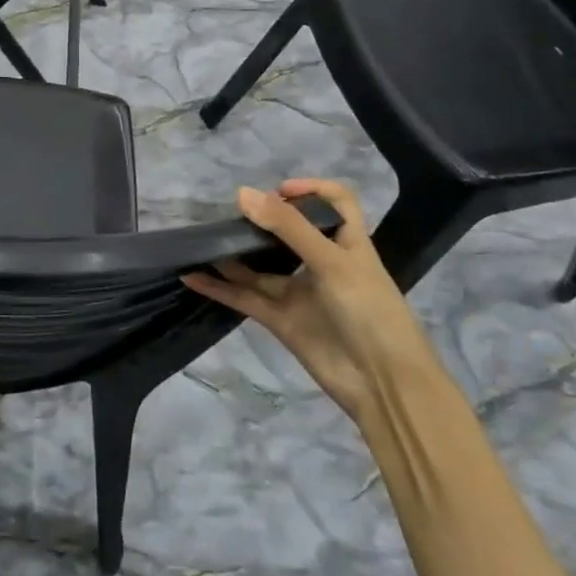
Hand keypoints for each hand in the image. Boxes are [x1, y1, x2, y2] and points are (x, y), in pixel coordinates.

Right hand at [182, 180, 441, 420]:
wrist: (383, 385)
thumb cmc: (369, 311)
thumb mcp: (332, 262)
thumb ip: (288, 228)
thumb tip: (242, 194)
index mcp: (347, 244)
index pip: (336, 204)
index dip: (311, 190)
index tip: (278, 191)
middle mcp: (322, 264)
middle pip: (289, 233)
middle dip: (261, 221)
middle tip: (231, 214)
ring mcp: (299, 293)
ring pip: (260, 267)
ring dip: (233, 254)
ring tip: (202, 240)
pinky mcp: (280, 320)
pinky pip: (245, 297)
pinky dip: (219, 288)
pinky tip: (192, 276)